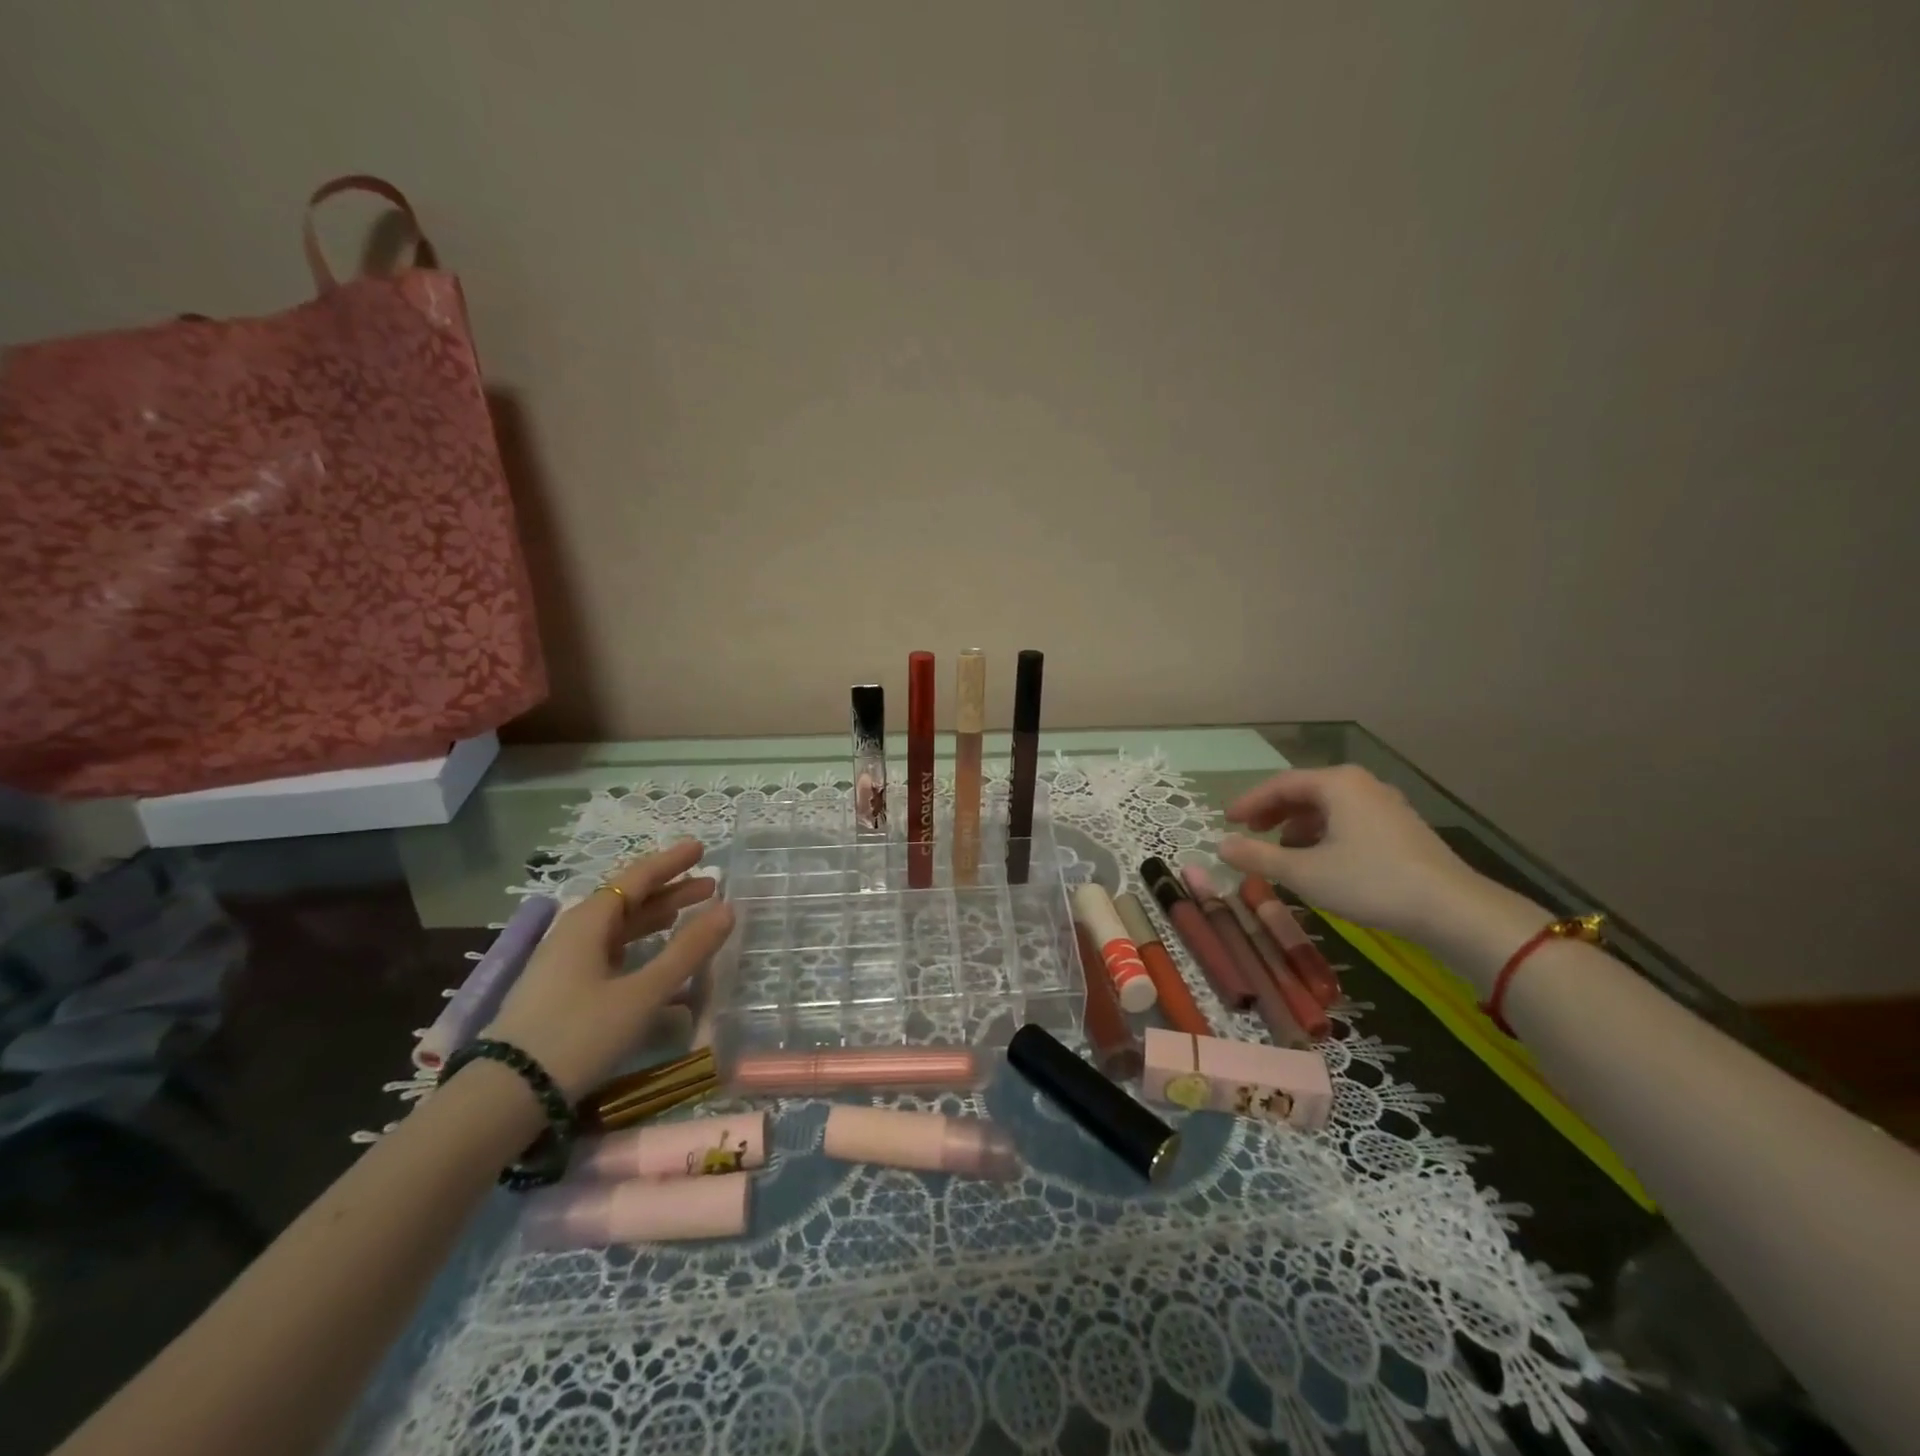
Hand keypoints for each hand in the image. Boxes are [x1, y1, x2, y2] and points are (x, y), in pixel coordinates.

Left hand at [483, 840, 735, 1098]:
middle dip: (670, 891)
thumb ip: (687, 951)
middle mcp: (574, 934)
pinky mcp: (561, 991)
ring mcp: (564, 964)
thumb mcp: (642, 993)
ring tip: (689, 915)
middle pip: (628, 901)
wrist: (506, 1096)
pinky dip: (638, 947)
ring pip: (618, 929)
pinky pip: (609, 953)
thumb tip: (727, 909)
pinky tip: (655, 961)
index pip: (637, 879)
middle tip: (710, 885)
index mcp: (589, 923)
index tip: (701, 848)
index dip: (671, 863)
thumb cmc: (578, 1034)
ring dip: (655, 919)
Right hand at [1216, 766, 1480, 941]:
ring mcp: (1385, 804)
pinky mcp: (1400, 828)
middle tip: (1249, 830)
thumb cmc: (1370, 882)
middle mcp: (1361, 784)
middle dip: (1273, 810)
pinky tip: (1318, 857)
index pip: (1280, 784)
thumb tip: (1220, 845)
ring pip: (1328, 806)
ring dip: (1297, 823)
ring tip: (1280, 847)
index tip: (1226, 820)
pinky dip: (1323, 832)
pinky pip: (1348, 818)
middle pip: (1305, 790)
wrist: (1452, 910)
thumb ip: (1258, 856)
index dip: (1249, 802)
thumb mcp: (1303, 872)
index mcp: (1337, 784)